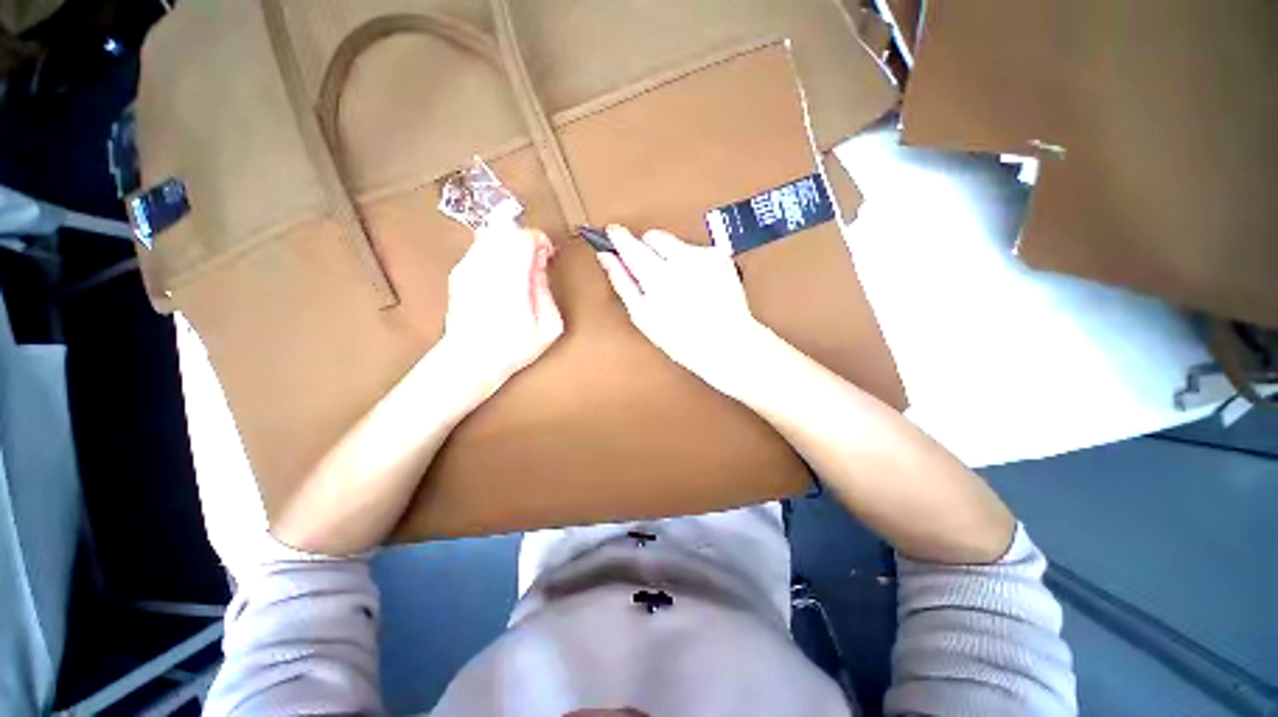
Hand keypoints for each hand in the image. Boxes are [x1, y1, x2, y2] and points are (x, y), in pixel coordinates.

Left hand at [438, 225, 564, 404]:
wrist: (470, 359)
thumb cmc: (511, 347)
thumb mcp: (548, 326)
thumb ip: (547, 291)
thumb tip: (540, 266)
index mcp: (510, 280)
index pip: (524, 237)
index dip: (540, 240)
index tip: (547, 254)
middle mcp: (485, 268)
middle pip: (507, 231)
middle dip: (526, 241)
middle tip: (536, 261)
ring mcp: (467, 268)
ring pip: (491, 235)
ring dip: (510, 245)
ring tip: (520, 269)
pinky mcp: (458, 273)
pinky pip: (479, 249)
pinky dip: (495, 253)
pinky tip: (503, 276)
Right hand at [596, 224, 769, 397]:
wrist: (727, 343)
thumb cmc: (684, 339)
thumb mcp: (643, 316)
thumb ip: (622, 282)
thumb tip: (607, 257)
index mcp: (657, 275)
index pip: (630, 243)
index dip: (618, 237)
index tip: (612, 234)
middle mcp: (681, 259)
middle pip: (654, 236)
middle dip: (647, 249)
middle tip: (651, 275)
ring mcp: (703, 256)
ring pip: (675, 242)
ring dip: (671, 257)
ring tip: (678, 286)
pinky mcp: (720, 256)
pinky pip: (696, 250)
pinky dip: (692, 262)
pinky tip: (695, 285)